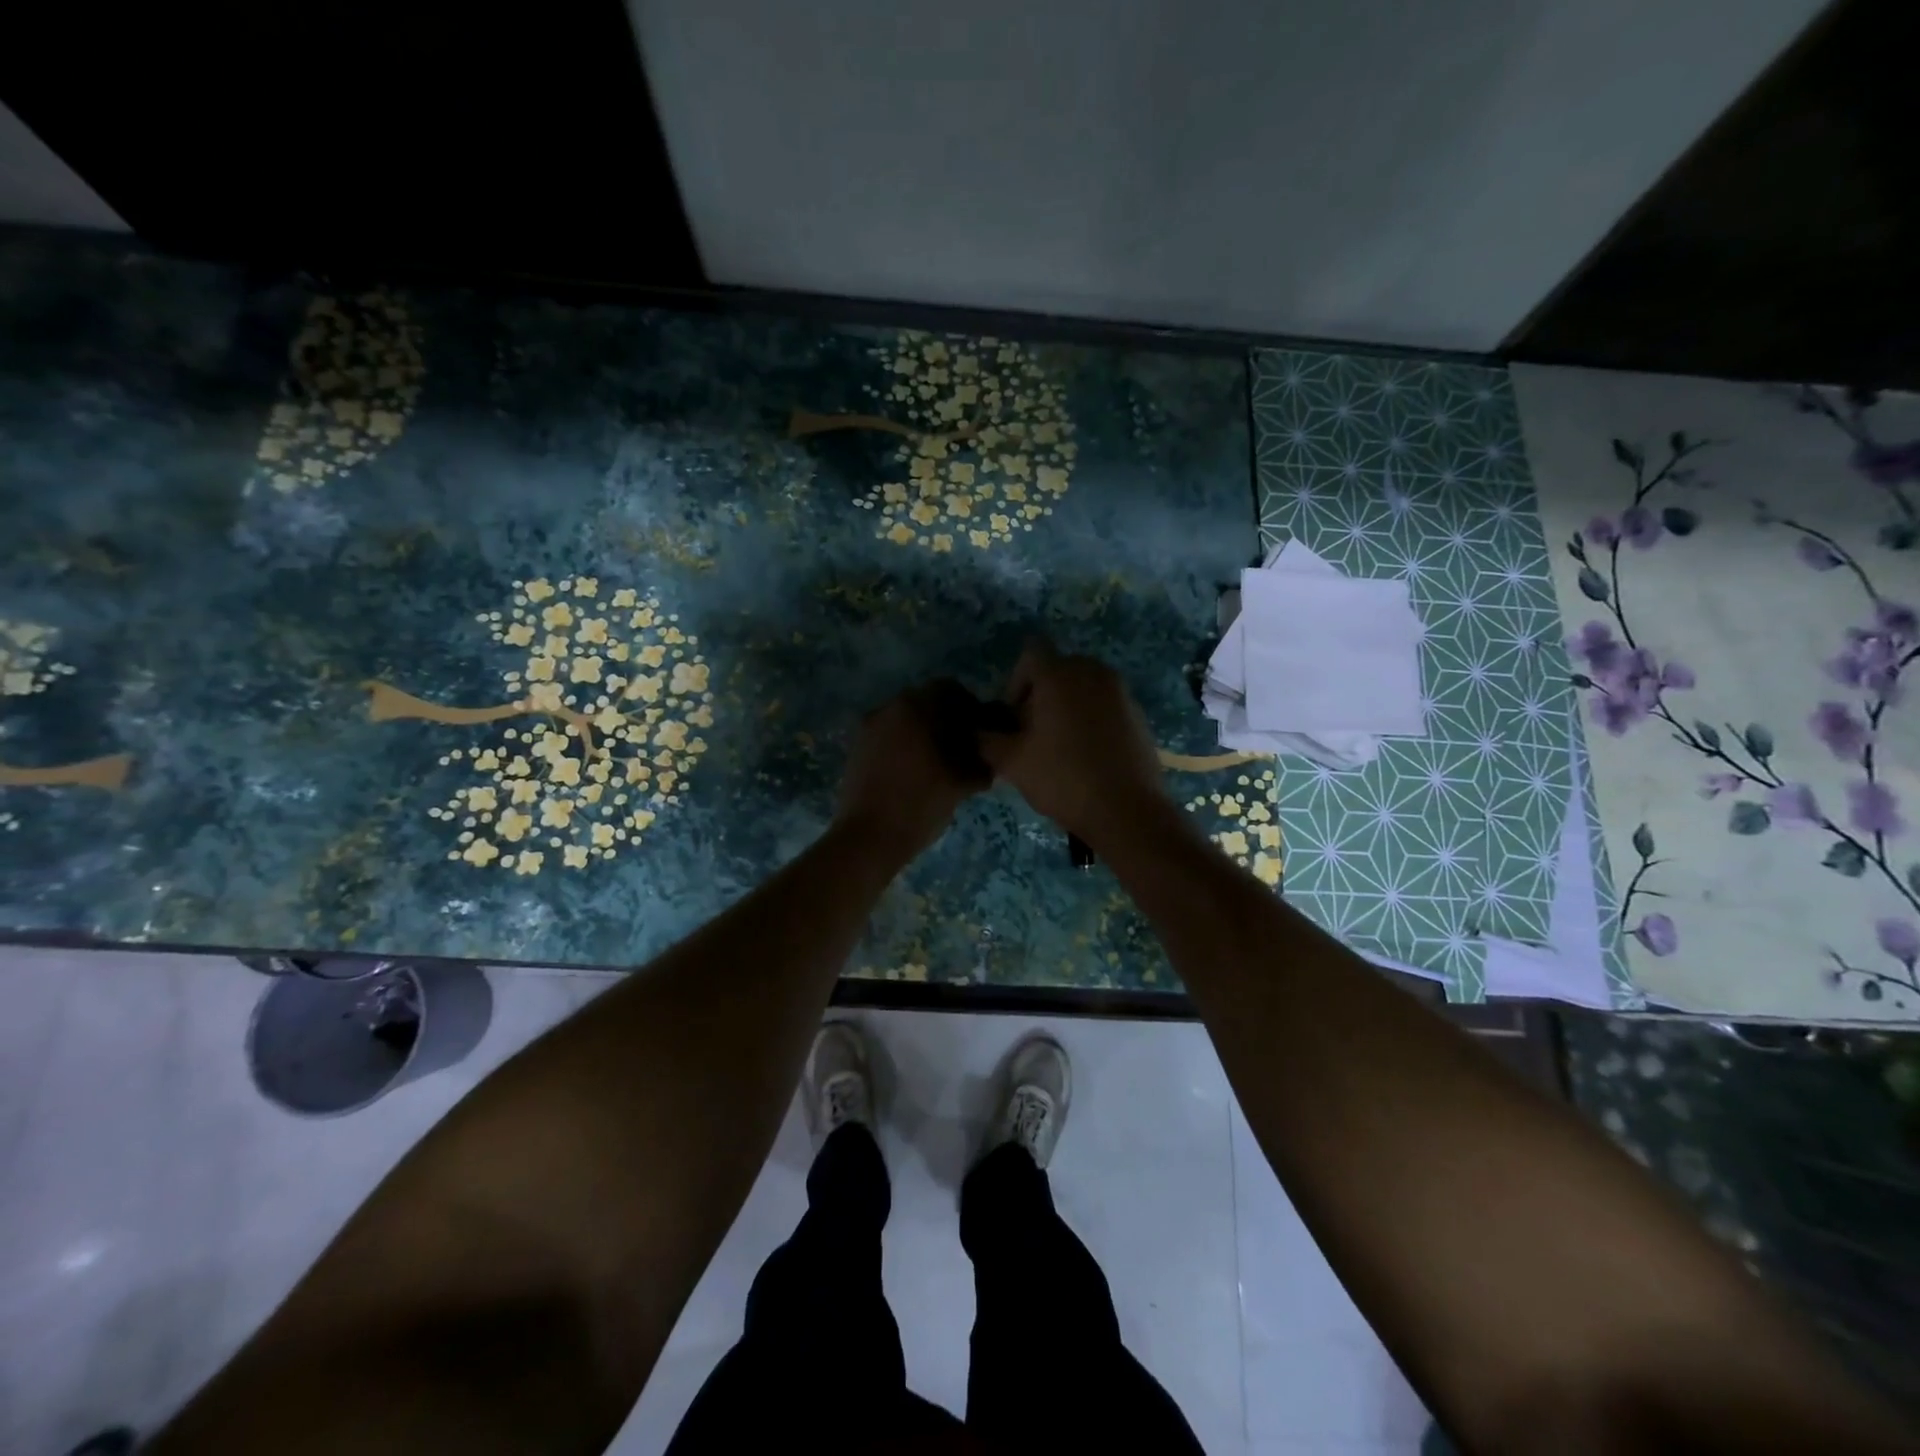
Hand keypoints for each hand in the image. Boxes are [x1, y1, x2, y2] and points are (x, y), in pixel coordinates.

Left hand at [835, 682, 989, 862]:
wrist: (868, 837)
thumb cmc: (920, 804)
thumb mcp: (962, 782)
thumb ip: (980, 760)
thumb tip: (988, 755)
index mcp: (916, 707)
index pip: (951, 689)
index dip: (970, 708)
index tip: (979, 733)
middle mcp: (889, 707)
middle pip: (926, 702)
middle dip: (946, 720)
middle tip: (963, 749)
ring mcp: (869, 727)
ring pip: (905, 719)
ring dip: (924, 733)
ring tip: (939, 764)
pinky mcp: (857, 747)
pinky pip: (888, 735)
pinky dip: (904, 745)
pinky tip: (914, 773)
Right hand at [977, 641, 1167, 845]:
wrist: (1126, 810)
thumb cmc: (1063, 779)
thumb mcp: (1011, 763)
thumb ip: (986, 740)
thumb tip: (979, 731)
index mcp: (1060, 675)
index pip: (1031, 654)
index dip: (1016, 682)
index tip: (1015, 717)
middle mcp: (1093, 672)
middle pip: (1058, 670)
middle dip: (1041, 695)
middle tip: (1033, 734)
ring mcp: (1121, 691)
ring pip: (1083, 687)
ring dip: (1067, 706)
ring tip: (1060, 746)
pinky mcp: (1138, 714)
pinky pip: (1105, 705)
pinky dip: (1092, 719)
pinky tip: (1087, 755)